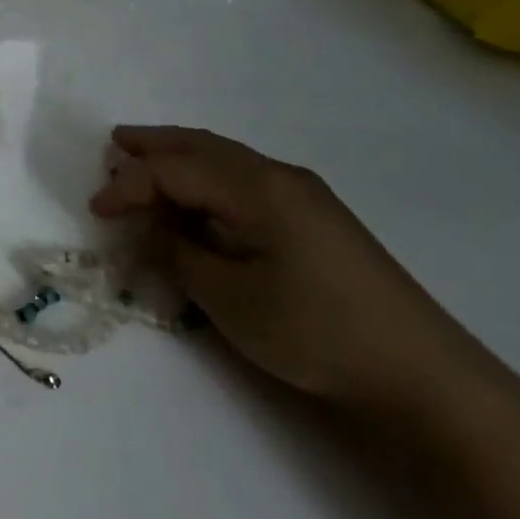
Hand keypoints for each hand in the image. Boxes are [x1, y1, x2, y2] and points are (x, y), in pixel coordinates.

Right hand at [90, 126, 497, 418]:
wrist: (423, 374)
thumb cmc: (316, 331)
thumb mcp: (230, 298)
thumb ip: (178, 253)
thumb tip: (146, 227)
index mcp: (256, 187)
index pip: (174, 170)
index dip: (129, 185)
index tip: (96, 210)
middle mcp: (278, 176)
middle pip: (203, 146)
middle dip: (155, 144)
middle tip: (114, 144)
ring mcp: (303, 195)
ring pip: (226, 159)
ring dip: (182, 158)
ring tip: (146, 159)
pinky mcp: (316, 218)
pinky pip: (246, 179)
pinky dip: (209, 179)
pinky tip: (199, 197)